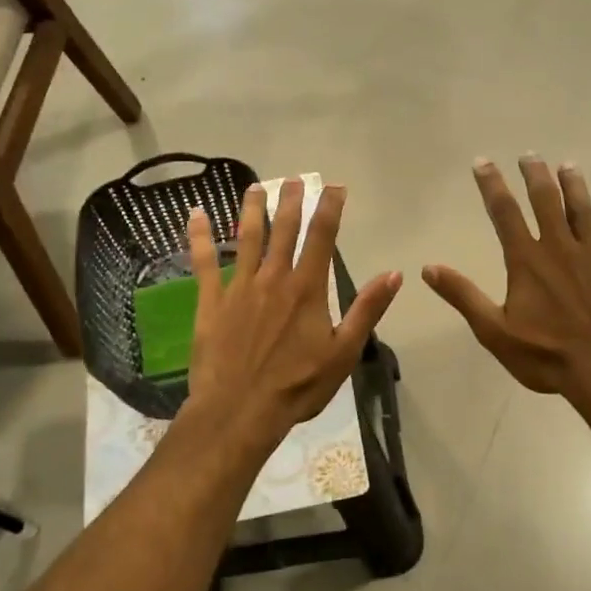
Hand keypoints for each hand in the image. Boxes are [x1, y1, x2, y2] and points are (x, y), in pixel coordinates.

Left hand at [183, 178, 400, 449]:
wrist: (240, 410)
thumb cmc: (297, 386)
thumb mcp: (344, 352)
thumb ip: (367, 310)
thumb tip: (394, 274)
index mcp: (307, 288)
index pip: (322, 237)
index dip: (330, 208)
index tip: (335, 187)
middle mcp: (274, 278)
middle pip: (283, 229)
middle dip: (291, 201)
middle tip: (294, 179)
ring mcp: (239, 287)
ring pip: (246, 238)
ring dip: (251, 210)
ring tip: (255, 187)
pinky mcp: (211, 301)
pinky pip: (204, 262)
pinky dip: (199, 236)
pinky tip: (195, 214)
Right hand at [423, 157, 590, 411]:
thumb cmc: (547, 355)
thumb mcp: (494, 331)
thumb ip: (463, 296)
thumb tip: (428, 268)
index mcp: (527, 261)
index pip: (505, 214)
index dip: (492, 186)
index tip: (483, 163)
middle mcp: (560, 248)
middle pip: (546, 202)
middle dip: (536, 177)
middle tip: (530, 156)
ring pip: (584, 211)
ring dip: (574, 187)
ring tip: (568, 166)